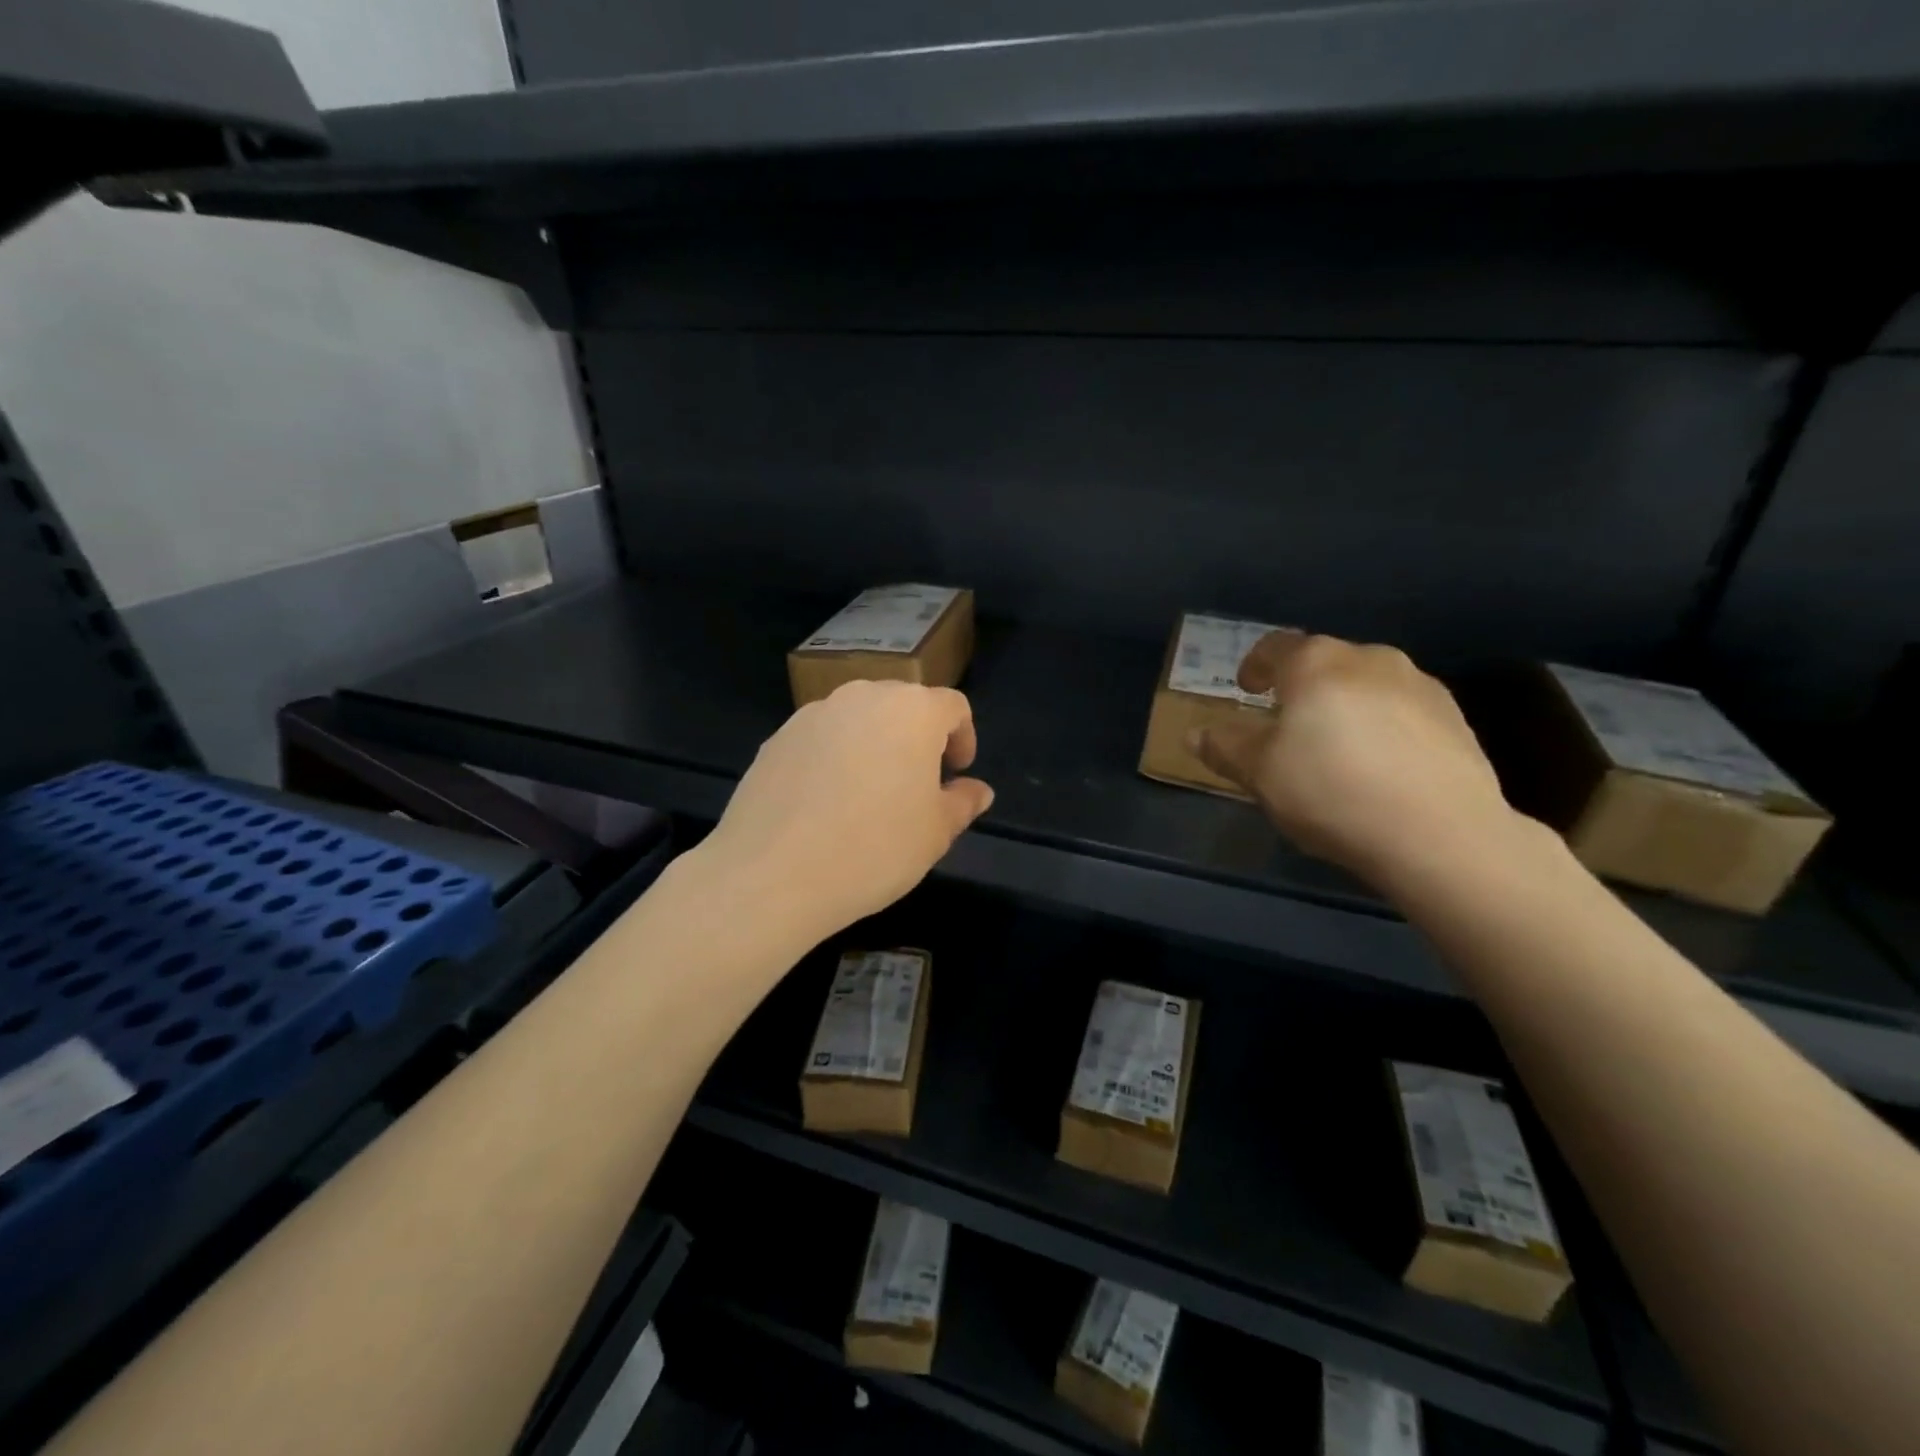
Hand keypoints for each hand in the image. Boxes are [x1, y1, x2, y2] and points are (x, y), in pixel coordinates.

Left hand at [697, 681, 994, 943]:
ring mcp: (814, 714)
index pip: (952, 707)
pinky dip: (834, 758)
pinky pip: (821, 738)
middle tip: (917, 784)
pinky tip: (825, 803)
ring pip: (858, 719)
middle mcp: (863, 697)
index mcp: (912, 710)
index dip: (963, 737)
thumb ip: (962, 803)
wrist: (773, 873)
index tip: (956, 773)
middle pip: (903, 706)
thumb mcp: (936, 833)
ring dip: (874, 745)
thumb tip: (977, 790)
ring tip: (869, 794)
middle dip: (917, 738)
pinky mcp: (777, 737)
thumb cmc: (874, 848)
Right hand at [1191, 633, 1518, 886]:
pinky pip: (1402, 710)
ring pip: (1367, 685)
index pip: (1276, 646)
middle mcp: (1370, 659)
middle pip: (1324, 663)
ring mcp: (1419, 685)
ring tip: (1336, 747)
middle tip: (1288, 724)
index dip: (1255, 665)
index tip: (1247, 688)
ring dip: (1345, 704)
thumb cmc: (1330, 791)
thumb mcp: (1260, 775)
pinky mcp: (1454, 718)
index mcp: (1316, 664)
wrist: (1439, 833)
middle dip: (1302, 687)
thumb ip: (1225, 749)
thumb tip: (1195, 735)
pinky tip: (1379, 766)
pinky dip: (1383, 725)